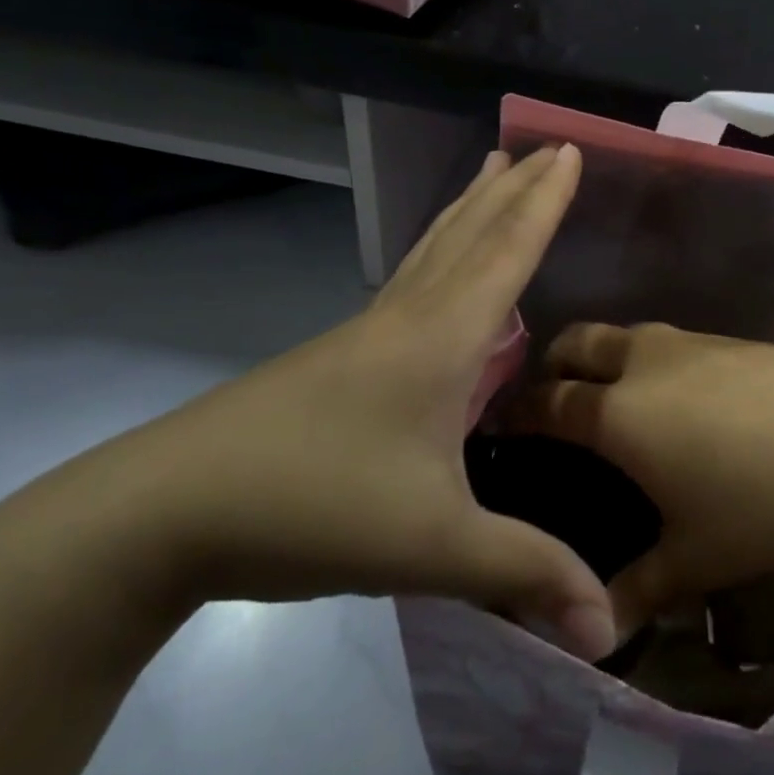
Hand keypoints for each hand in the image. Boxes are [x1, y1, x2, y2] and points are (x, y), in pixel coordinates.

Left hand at [114, 144, 616, 658]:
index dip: (545, 201)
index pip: (508, 251)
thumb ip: (524, 573)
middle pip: (470, 234)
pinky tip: (437, 269)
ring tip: (491, 170)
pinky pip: (411, 279)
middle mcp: (407, 318)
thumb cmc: (314, 507)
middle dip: (515, 188)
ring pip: (433, 250)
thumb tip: (609, 628)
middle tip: (544, 146)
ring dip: (471, 207)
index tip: (571, 150)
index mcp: (441, 338)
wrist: (165, 513)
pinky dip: (441, 249)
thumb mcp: (432, 547)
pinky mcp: (340, 357)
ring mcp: (367, 334)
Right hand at [526, 323, 773, 637]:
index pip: (548, 402)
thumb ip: (636, 592)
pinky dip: (657, 360)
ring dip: (610, 357)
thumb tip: (598, 637)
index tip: (506, 426)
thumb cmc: (763, 505)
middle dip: (557, 363)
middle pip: (579, 341)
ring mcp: (693, 341)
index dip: (520, 412)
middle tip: (558, 400)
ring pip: (629, 334)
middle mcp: (646, 362)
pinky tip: (688, 399)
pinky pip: (675, 342)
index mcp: (619, 413)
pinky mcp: (734, 338)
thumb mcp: (695, 559)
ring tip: (622, 400)